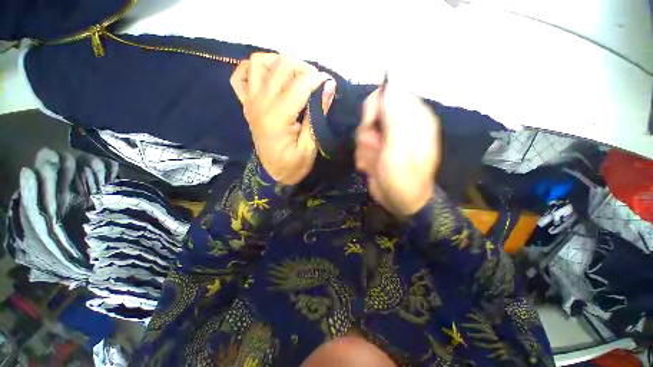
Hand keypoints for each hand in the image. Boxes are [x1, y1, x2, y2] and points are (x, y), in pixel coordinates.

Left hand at [231, 53, 336, 184]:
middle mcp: (261, 103)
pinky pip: (241, 75)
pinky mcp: (246, 104)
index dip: (318, 79)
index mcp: (278, 117)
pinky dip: (254, 69)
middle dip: (303, 68)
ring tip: (294, 76)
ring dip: (280, 63)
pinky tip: (269, 76)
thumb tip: (329, 87)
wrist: (272, 175)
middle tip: (315, 82)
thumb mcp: (310, 147)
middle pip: (281, 66)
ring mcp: (250, 101)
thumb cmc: (293, 165)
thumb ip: (318, 116)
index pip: (300, 84)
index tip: (329, 83)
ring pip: (260, 62)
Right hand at [355, 81, 440, 216]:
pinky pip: (361, 146)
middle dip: (367, 133)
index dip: (375, 107)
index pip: (388, 94)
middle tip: (375, 148)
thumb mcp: (399, 147)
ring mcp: (387, 138)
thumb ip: (394, 116)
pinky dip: (364, 158)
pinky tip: (372, 168)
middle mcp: (400, 124)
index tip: (370, 124)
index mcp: (413, 117)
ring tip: (375, 163)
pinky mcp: (377, 150)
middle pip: (371, 114)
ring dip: (365, 149)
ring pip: (363, 132)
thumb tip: (389, 84)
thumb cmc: (403, 176)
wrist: (400, 201)